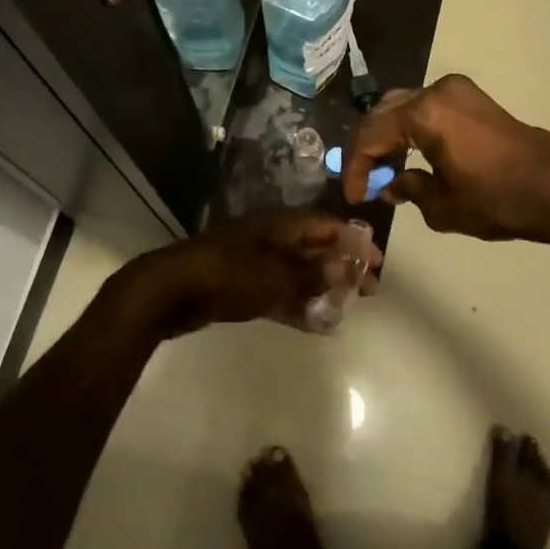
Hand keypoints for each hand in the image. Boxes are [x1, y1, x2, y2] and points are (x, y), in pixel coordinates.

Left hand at [111, 211, 380, 339]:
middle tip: (367, 290)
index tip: (378, 262)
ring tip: (346, 307)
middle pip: (314, 248)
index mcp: (281, 225)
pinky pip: (278, 291)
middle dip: (342, 266)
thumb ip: (311, 276)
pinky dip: (297, 303)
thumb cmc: (229, 275)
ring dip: (321, 287)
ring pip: (297, 271)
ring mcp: (254, 260)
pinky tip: (314, 322)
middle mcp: (270, 237)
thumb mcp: (277, 276)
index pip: (328, 226)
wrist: (171, 289)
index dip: (355, 241)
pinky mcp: (240, 283)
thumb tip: (340, 272)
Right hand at [342, 74, 549, 241]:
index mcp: (423, 114)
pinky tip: (412, 156)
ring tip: (387, 172)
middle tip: (365, 181)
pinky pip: (427, 108)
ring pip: (404, 107)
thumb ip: (408, 189)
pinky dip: (412, 129)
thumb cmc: (497, 199)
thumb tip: (392, 185)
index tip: (355, 197)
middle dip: (369, 148)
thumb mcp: (442, 205)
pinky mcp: (473, 98)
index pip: (370, 136)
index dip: (356, 168)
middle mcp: (436, 92)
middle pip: (383, 114)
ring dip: (390, 137)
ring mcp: (457, 91)